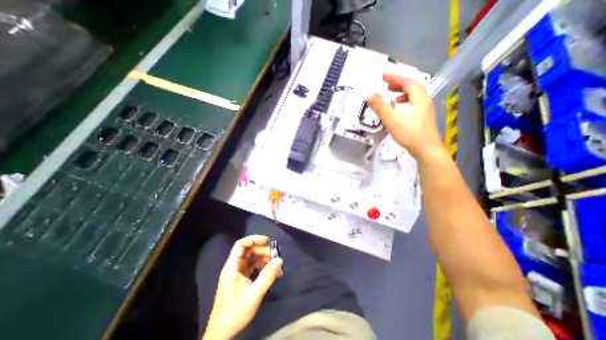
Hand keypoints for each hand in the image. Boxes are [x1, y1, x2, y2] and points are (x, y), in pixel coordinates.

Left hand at [201, 236, 281, 337]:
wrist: (222, 334)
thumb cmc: (235, 312)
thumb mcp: (254, 294)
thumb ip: (267, 276)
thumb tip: (280, 260)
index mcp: (232, 267)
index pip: (241, 245)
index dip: (254, 239)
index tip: (267, 241)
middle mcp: (234, 267)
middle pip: (248, 250)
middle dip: (262, 250)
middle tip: (274, 256)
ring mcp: (237, 273)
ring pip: (251, 258)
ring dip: (263, 258)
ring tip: (274, 265)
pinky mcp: (240, 279)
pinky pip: (252, 267)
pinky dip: (261, 266)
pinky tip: (269, 272)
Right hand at [365, 73, 443, 160]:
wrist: (426, 150)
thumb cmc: (410, 134)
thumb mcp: (392, 120)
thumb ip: (380, 107)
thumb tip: (369, 95)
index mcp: (419, 98)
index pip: (407, 82)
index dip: (395, 77)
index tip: (383, 76)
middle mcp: (424, 101)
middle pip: (413, 87)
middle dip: (399, 84)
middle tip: (386, 85)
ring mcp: (425, 110)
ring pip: (414, 96)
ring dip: (403, 92)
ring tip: (392, 95)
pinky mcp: (423, 118)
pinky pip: (414, 104)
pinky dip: (405, 102)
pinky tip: (399, 110)